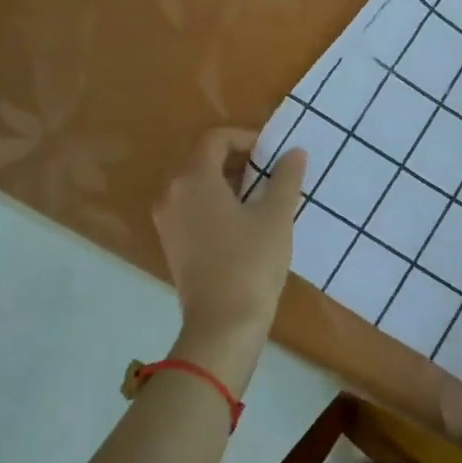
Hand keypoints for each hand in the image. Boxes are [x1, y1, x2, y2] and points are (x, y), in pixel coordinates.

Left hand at [153, 129, 305, 367]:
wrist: (223, 324)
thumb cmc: (251, 262)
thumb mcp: (276, 216)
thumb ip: (285, 178)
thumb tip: (293, 152)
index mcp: (193, 180)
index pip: (216, 139)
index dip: (246, 138)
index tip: (274, 153)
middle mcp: (172, 194)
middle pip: (203, 160)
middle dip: (239, 160)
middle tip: (273, 173)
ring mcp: (167, 221)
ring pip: (198, 185)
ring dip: (229, 182)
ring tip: (263, 197)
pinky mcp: (172, 244)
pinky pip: (193, 208)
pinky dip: (217, 204)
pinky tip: (245, 222)